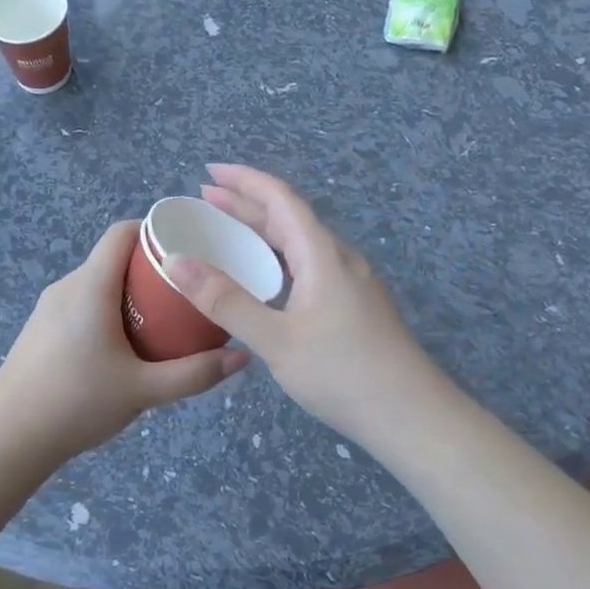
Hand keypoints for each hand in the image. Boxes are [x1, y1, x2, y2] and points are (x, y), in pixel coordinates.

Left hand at [0, 221, 249, 465]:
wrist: (8, 438)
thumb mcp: (144, 390)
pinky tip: (123, 344)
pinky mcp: (39, 328)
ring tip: (161, 318)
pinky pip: (81, 302)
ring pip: (96, 282)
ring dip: (128, 291)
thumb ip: (195, 374)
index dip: (155, 229)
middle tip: (185, 291)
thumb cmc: (77, 403)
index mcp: (90, 287)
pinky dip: (107, 308)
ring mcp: (47, 307)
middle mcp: (66, 286)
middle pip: (112, 258)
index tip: (188, 246)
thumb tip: (242, 356)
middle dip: (150, 267)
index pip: (121, 233)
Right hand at [168, 164, 455, 452]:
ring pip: (301, 243)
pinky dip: (278, 258)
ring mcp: (352, 283)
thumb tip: (177, 263)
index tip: (209, 172)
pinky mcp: (356, 305)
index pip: (281, 199)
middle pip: (290, 218)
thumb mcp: (276, 340)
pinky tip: (267, 278)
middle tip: (205, 200)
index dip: (245, 180)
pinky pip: (309, 265)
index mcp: (322, 255)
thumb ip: (226, 302)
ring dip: (263, 231)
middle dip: (247, 203)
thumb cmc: (343, 373)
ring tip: (227, 232)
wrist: (412, 417)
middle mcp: (339, 259)